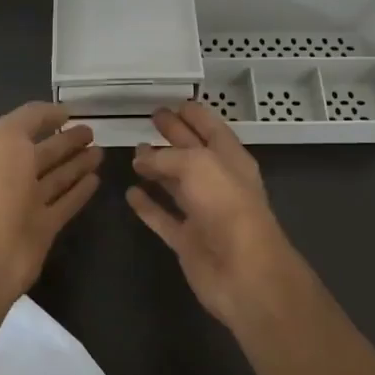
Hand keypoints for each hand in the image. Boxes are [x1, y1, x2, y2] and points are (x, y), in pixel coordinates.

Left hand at [0, 102, 102, 297]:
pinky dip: (79, 191)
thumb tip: (61, 111)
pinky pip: (66, 204)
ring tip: (100, 152)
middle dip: (66, 142)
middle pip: (43, 154)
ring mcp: (27, 204)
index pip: (24, 130)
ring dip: (77, 164)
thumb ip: (33, 117)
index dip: (45, 120)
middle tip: (92, 131)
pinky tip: (96, 179)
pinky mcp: (44, 227)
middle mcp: (11, 176)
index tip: (73, 112)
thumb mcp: (8, 135)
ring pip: (57, 178)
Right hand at [126, 102, 305, 331]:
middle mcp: (218, 184)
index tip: (176, 102)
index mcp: (231, 160)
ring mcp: (202, 214)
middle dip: (174, 135)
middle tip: (152, 118)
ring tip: (134, 153)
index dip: (195, 115)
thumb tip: (141, 157)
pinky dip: (147, 206)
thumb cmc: (227, 207)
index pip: (211, 129)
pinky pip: (163, 217)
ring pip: (176, 185)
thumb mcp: (197, 166)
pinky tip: (130, 193)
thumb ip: (166, 157)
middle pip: (192, 153)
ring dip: (157, 169)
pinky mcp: (187, 240)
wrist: (243, 272)